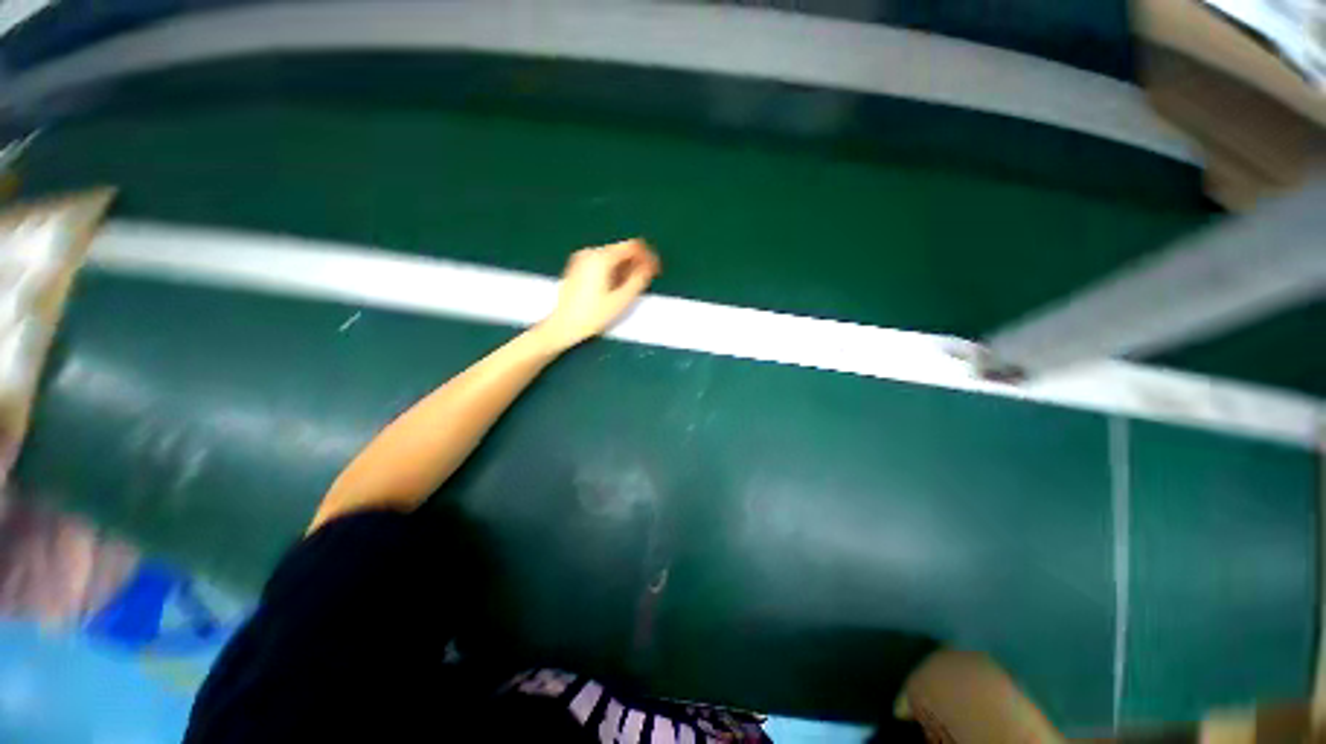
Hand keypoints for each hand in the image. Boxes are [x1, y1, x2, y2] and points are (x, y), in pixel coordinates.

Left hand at [538, 239, 660, 351]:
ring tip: (631, 287)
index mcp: (602, 258)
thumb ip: (639, 279)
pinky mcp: (577, 267)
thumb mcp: (621, 299)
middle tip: (646, 280)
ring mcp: (581, 259)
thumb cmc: (594, 315)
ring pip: (611, 257)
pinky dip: (612, 270)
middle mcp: (590, 252)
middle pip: (621, 251)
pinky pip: (601, 263)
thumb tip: (650, 265)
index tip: (655, 269)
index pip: (632, 246)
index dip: (647, 255)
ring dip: (624, 268)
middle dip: (636, 262)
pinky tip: (615, 287)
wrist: (563, 325)